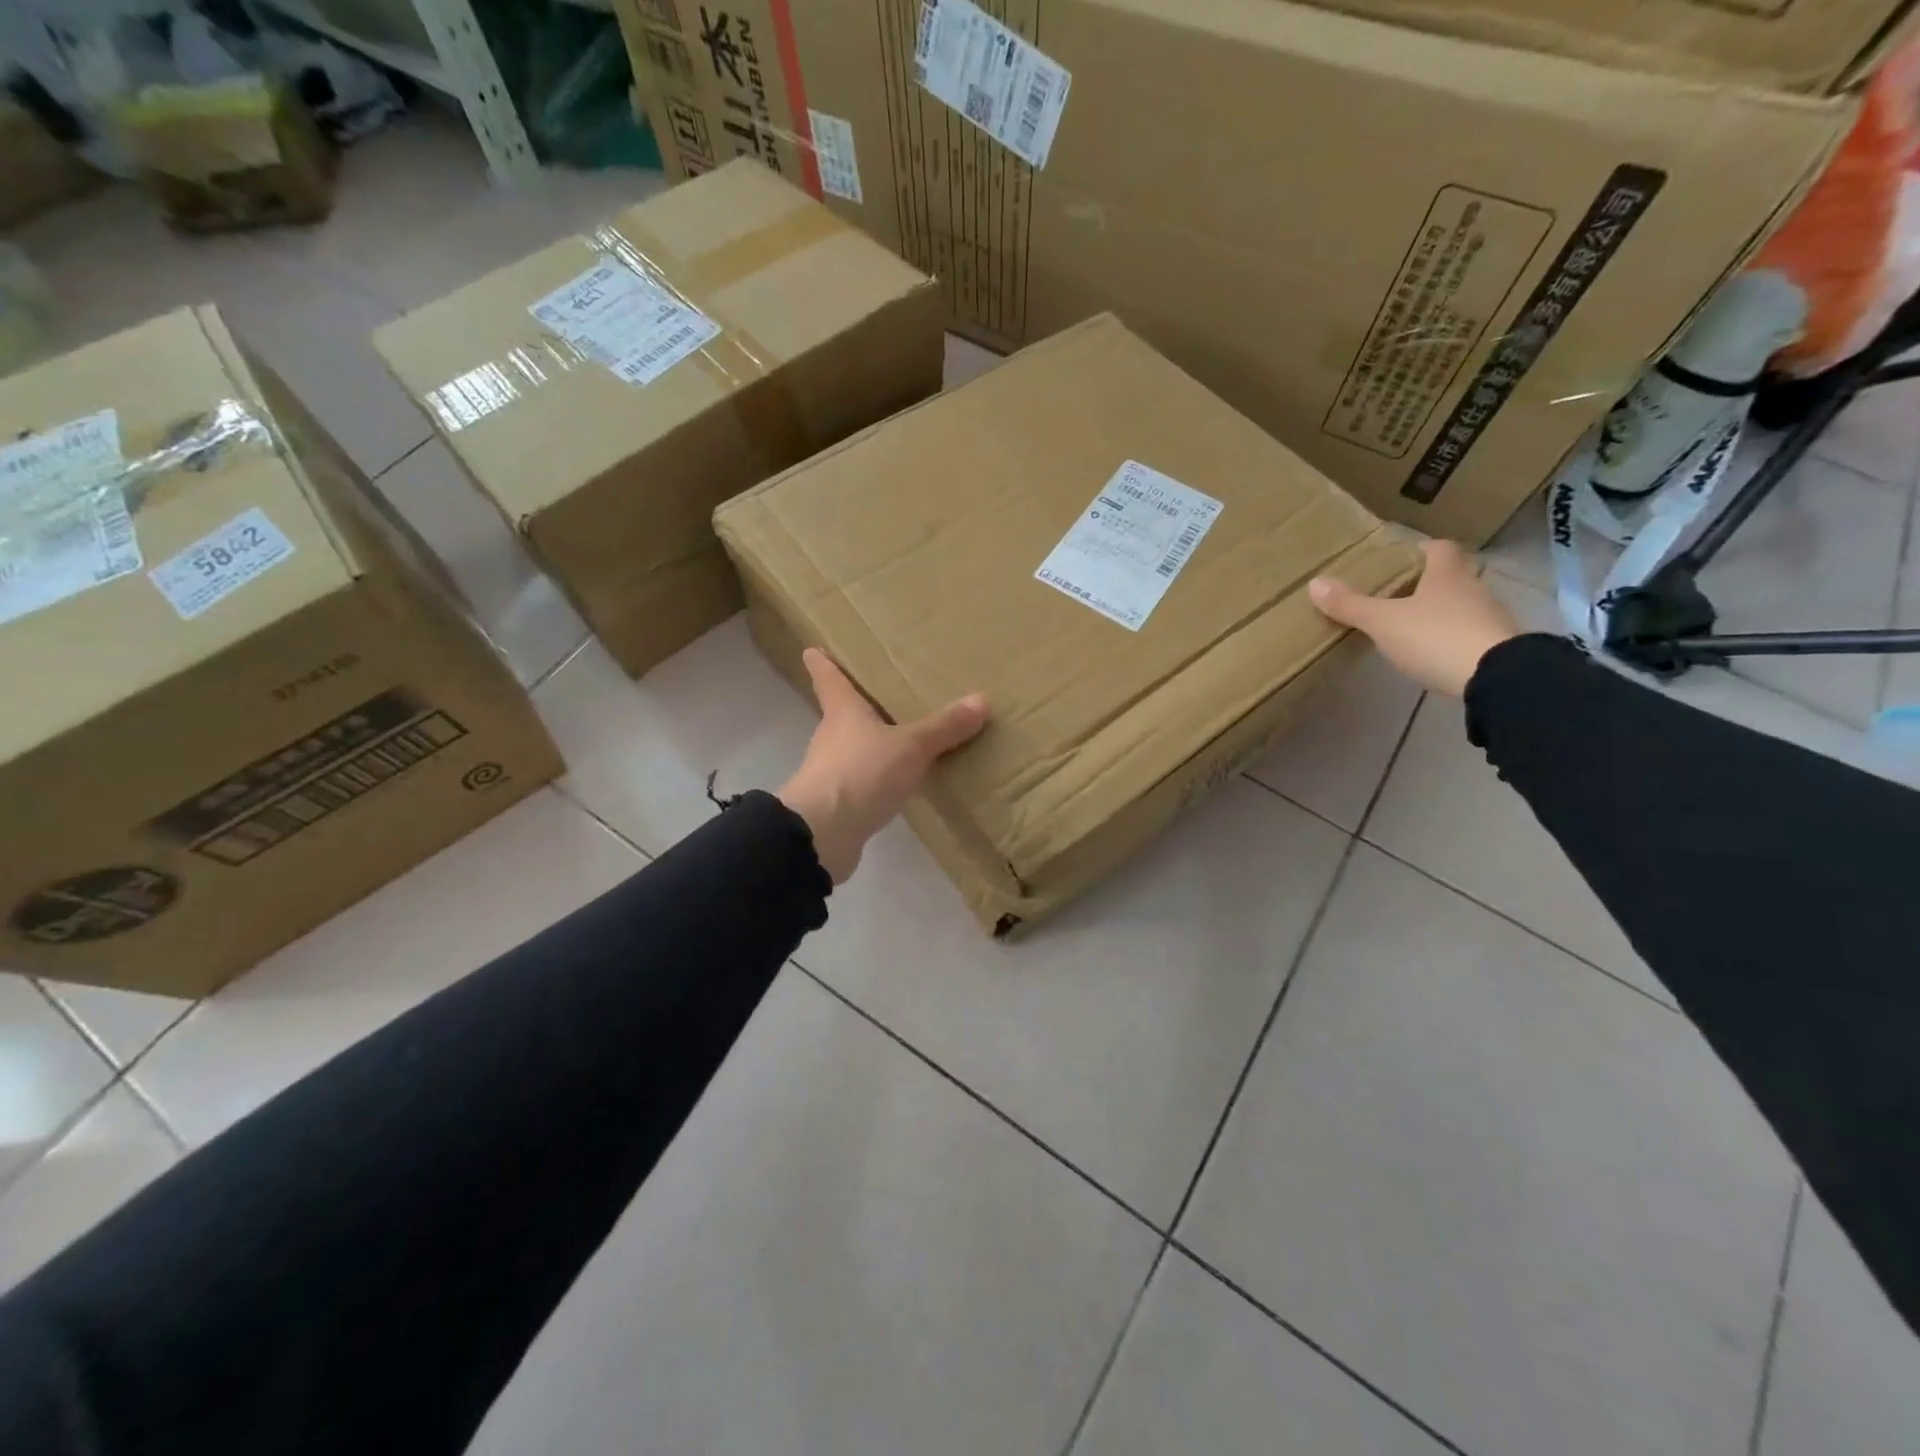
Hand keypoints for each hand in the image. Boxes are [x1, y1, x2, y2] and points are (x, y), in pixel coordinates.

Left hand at [778, 648, 989, 882]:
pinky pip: (862, 783)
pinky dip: (877, 780)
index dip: (823, 663)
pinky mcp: (837, 805)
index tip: (814, 650)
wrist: (823, 833)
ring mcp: (830, 773)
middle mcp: (831, 737)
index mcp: (843, 712)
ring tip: (901, 740)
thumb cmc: (862, 773)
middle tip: (881, 694)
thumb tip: (981, 699)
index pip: (828, 679)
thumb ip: (944, 727)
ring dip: (871, 745)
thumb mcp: (911, 747)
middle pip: (842, 714)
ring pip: (852, 750)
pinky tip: (898, 785)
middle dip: (858, 706)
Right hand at [1307, 539, 1521, 697]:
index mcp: (1447, 573)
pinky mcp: (1495, 646)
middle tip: (1392, 595)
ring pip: (1458, 605)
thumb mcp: (1383, 622)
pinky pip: (1467, 633)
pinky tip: (1430, 652)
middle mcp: (1473, 588)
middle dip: (1423, 583)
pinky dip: (1449, 637)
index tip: (1398, 559)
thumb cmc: (1435, 636)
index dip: (1419, 550)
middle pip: (1448, 576)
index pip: (1438, 548)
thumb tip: (1315, 583)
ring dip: (1437, 612)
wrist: (1495, 677)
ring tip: (1406, 626)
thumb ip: (1350, 605)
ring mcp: (1488, 617)